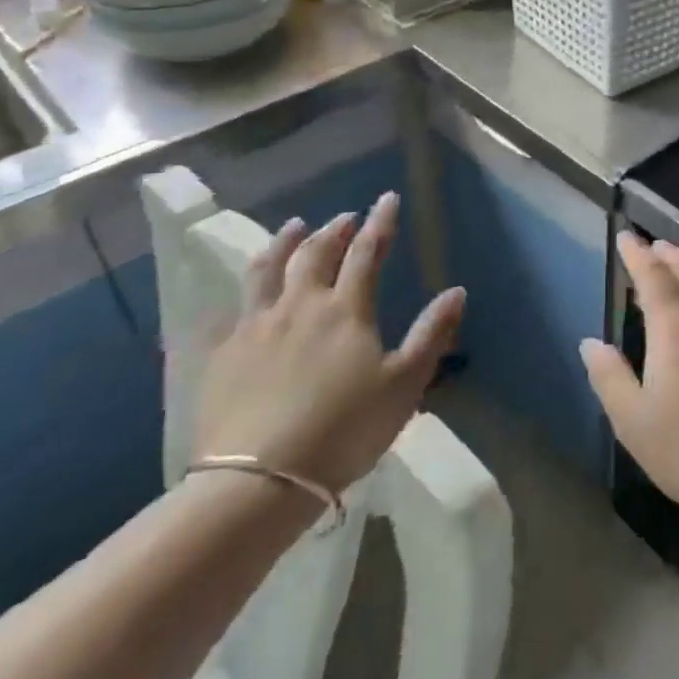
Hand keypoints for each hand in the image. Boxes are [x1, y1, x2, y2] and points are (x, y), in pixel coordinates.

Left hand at [194, 192, 464, 494]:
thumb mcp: (404, 385)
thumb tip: (457, 291)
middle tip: (344, 217)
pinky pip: (232, 310)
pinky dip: (245, 291)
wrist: (257, 481)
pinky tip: (245, 294)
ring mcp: (255, 328)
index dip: (379, 222)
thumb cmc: (344, 430)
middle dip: (333, 230)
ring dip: (283, 243)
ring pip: (267, 271)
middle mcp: (299, 306)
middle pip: (315, 253)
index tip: (386, 198)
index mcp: (345, 310)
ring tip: (293, 228)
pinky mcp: (222, 356)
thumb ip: (431, 334)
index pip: (367, 251)